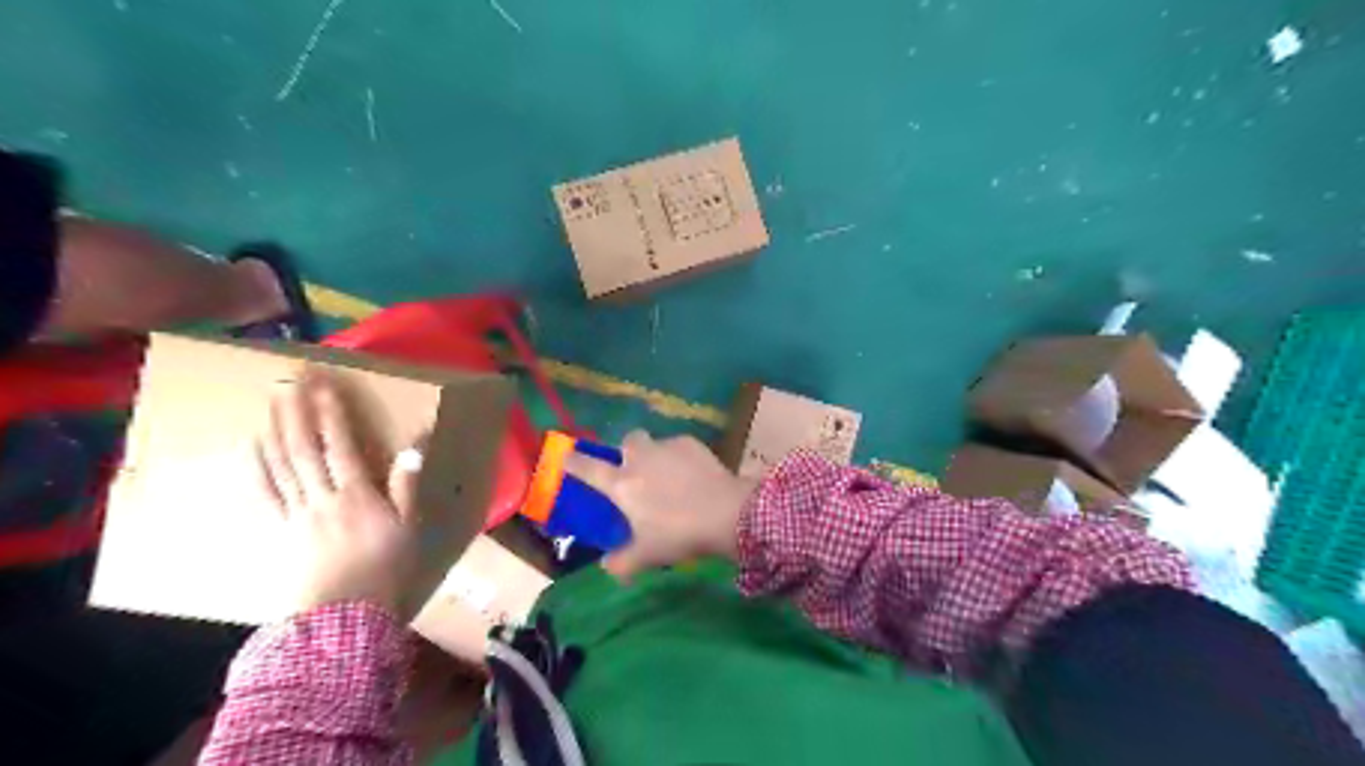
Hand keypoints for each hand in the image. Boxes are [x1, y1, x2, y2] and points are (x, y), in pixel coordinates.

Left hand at [253, 373, 425, 618]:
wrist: (343, 615)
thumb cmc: (384, 568)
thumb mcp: (408, 526)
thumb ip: (407, 484)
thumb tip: (415, 445)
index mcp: (357, 494)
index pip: (341, 444)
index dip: (331, 413)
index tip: (325, 385)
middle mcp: (322, 496)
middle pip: (304, 448)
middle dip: (297, 412)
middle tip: (291, 382)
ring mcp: (295, 512)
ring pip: (280, 464)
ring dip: (275, 430)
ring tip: (271, 403)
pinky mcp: (278, 530)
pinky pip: (264, 493)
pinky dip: (257, 467)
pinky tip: (252, 448)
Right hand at [564, 430, 757, 581]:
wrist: (726, 513)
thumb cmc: (679, 534)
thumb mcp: (647, 555)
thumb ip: (622, 562)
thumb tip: (607, 566)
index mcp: (622, 484)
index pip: (588, 468)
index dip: (574, 462)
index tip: (566, 457)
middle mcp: (640, 458)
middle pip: (626, 442)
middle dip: (627, 452)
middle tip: (635, 472)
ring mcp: (667, 447)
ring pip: (654, 443)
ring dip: (655, 456)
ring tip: (669, 477)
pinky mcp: (692, 444)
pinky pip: (678, 447)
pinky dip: (680, 458)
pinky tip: (692, 476)